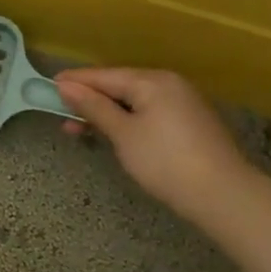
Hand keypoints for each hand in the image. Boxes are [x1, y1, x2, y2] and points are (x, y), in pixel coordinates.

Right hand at [54, 66, 250, 219]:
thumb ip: (93, 107)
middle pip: (119, 86)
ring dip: (106, 113)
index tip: (47, 86)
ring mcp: (183, 103)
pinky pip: (149, 112)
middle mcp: (169, 84)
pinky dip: (127, 120)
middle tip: (60, 114)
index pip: (104, 75)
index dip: (75, 82)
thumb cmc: (165, 162)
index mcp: (152, 81)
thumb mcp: (123, 134)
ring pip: (134, 101)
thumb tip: (66, 86)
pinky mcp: (190, 123)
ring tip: (79, 129)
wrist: (223, 196)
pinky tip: (114, 134)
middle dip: (89, 100)